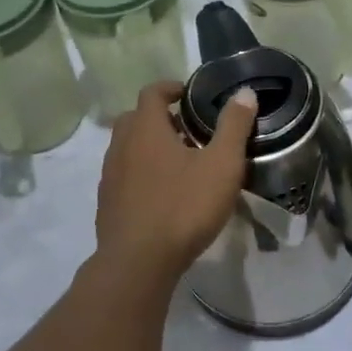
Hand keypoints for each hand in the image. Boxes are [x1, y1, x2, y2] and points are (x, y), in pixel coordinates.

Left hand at [94, 81, 256, 286]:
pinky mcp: (107, 203)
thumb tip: (244, 93)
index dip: (170, 88)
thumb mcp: (221, 165)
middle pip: (135, 118)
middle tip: (187, 129)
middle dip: (159, 117)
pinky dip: (141, 173)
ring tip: (179, 163)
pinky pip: (123, 175)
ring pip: (127, 148)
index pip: (152, 92)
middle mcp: (121, 146)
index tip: (189, 94)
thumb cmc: (183, 207)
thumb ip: (234, 127)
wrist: (138, 262)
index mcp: (146, 129)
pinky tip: (162, 194)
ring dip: (149, 147)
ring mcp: (110, 176)